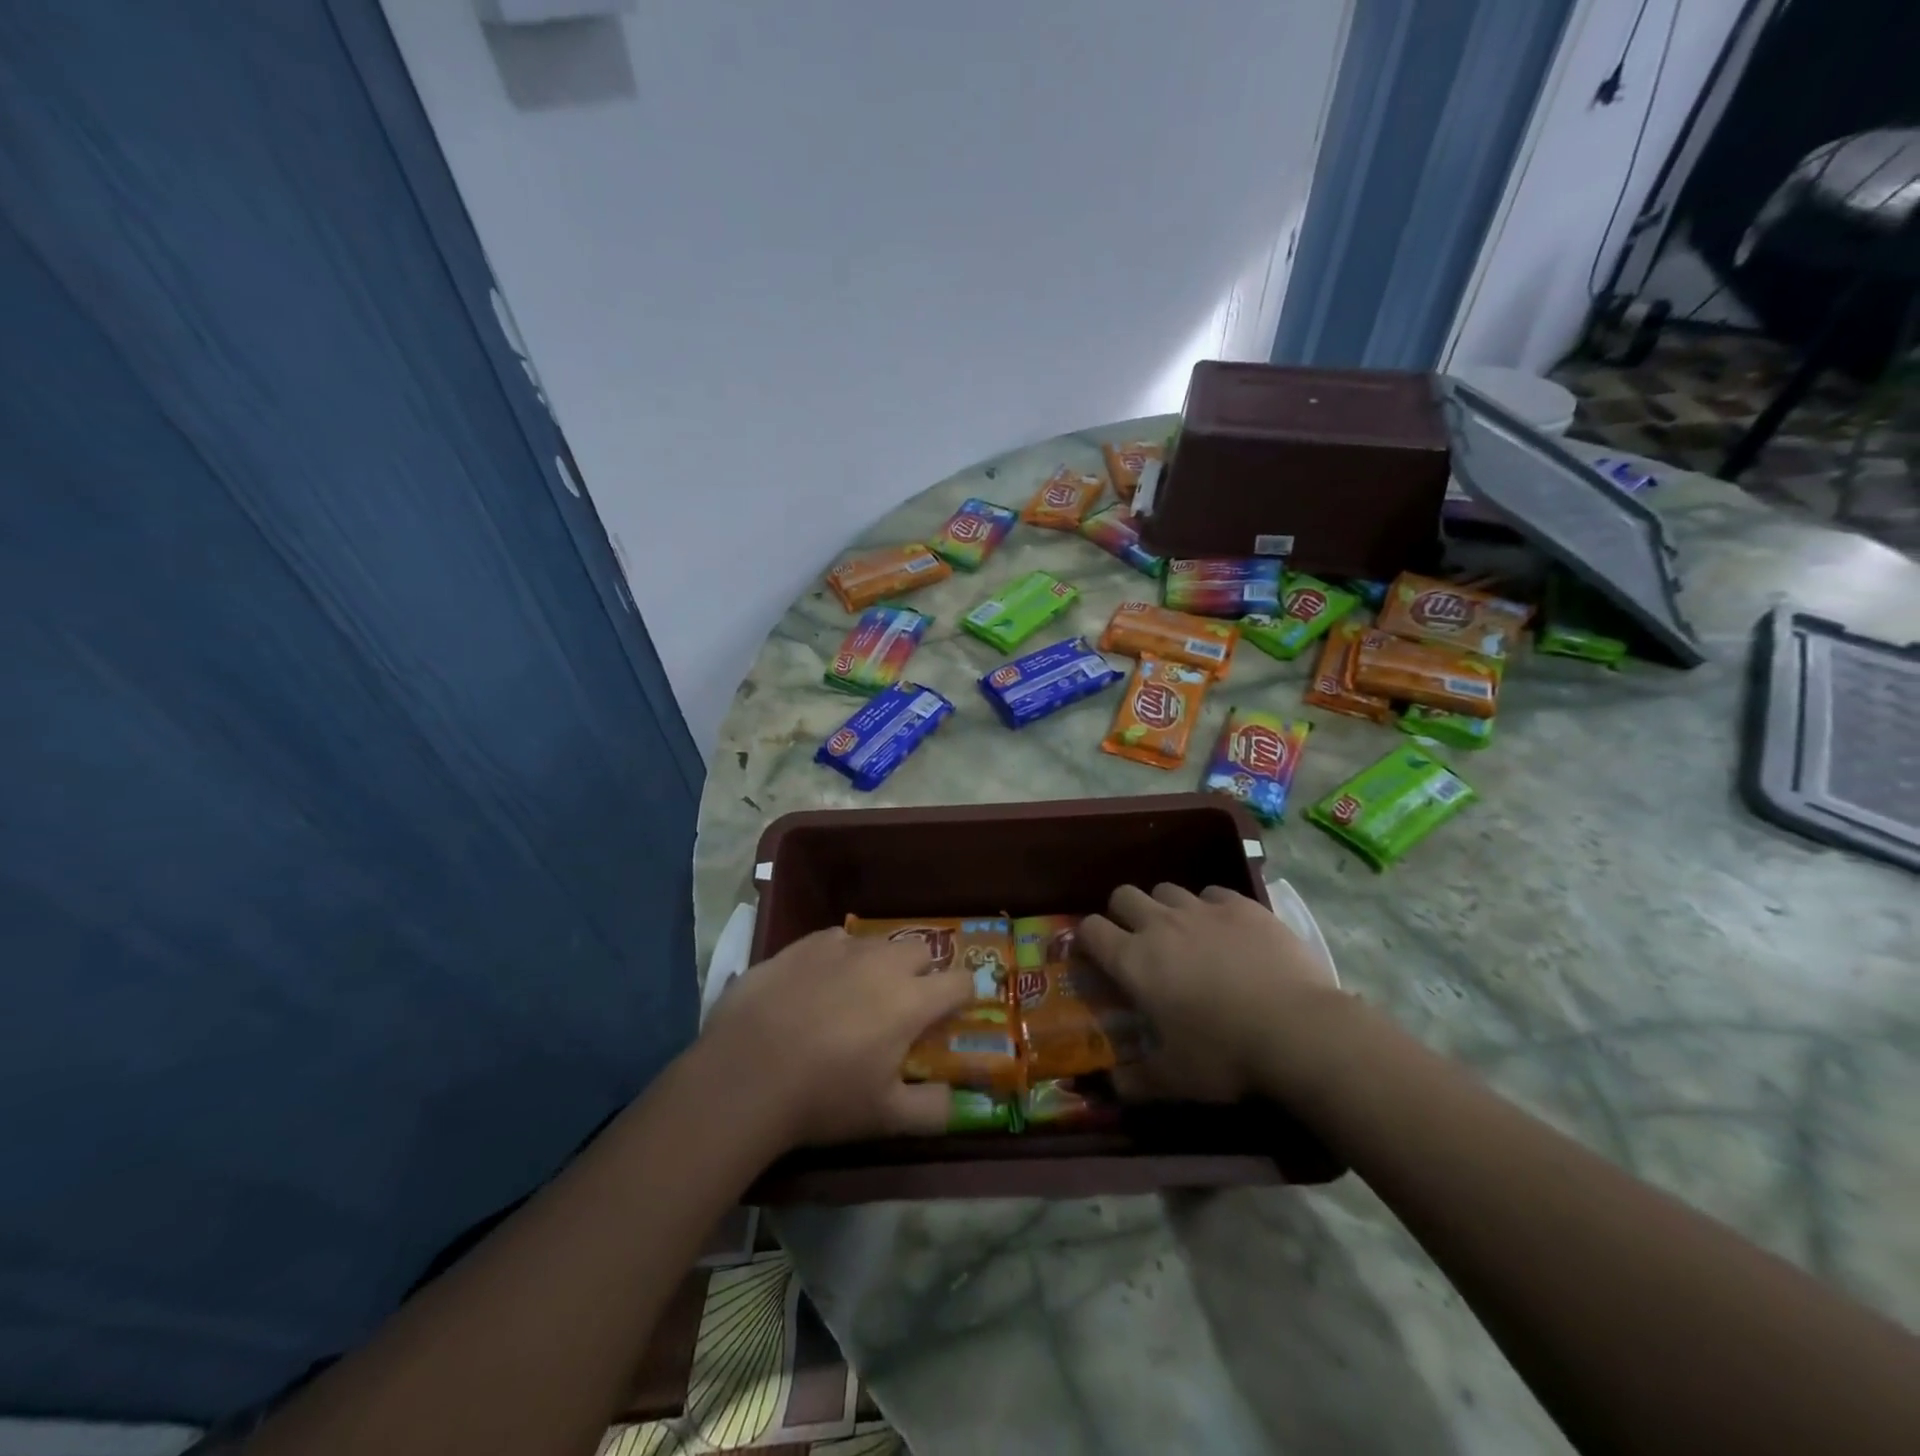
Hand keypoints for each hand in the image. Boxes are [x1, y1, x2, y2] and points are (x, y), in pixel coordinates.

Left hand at [698, 928, 975, 1147]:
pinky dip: (839, 957)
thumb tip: (958, 1101)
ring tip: (858, 994)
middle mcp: (883, 963)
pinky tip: (818, 983)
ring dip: (880, 962)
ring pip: (878, 942)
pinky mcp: (803, 944)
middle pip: (922, 949)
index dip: (962, 997)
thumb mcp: (886, 1119)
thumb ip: (934, 1110)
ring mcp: (842, 948)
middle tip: (903, 1004)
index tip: (951, 1016)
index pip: (960, 982)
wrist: (745, 1073)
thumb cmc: (823, 1097)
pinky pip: (836, 939)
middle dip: (923, 971)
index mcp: (912, 1001)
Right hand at [1077, 884, 1346, 1104]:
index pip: (1089, 929)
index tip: (1096, 957)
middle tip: (1138, 942)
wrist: (1299, 1031)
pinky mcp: (1242, 905)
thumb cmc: (1225, 1055)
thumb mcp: (1175, 1079)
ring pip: (1167, 890)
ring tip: (1184, 935)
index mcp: (1134, 961)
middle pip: (1123, 895)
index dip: (1087, 939)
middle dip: (1122, 914)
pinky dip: (1210, 908)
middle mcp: (1160, 924)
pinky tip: (1226, 931)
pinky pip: (1212, 893)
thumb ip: (1136, 1081)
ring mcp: (1203, 909)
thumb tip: (1111, 1086)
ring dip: (1165, 908)